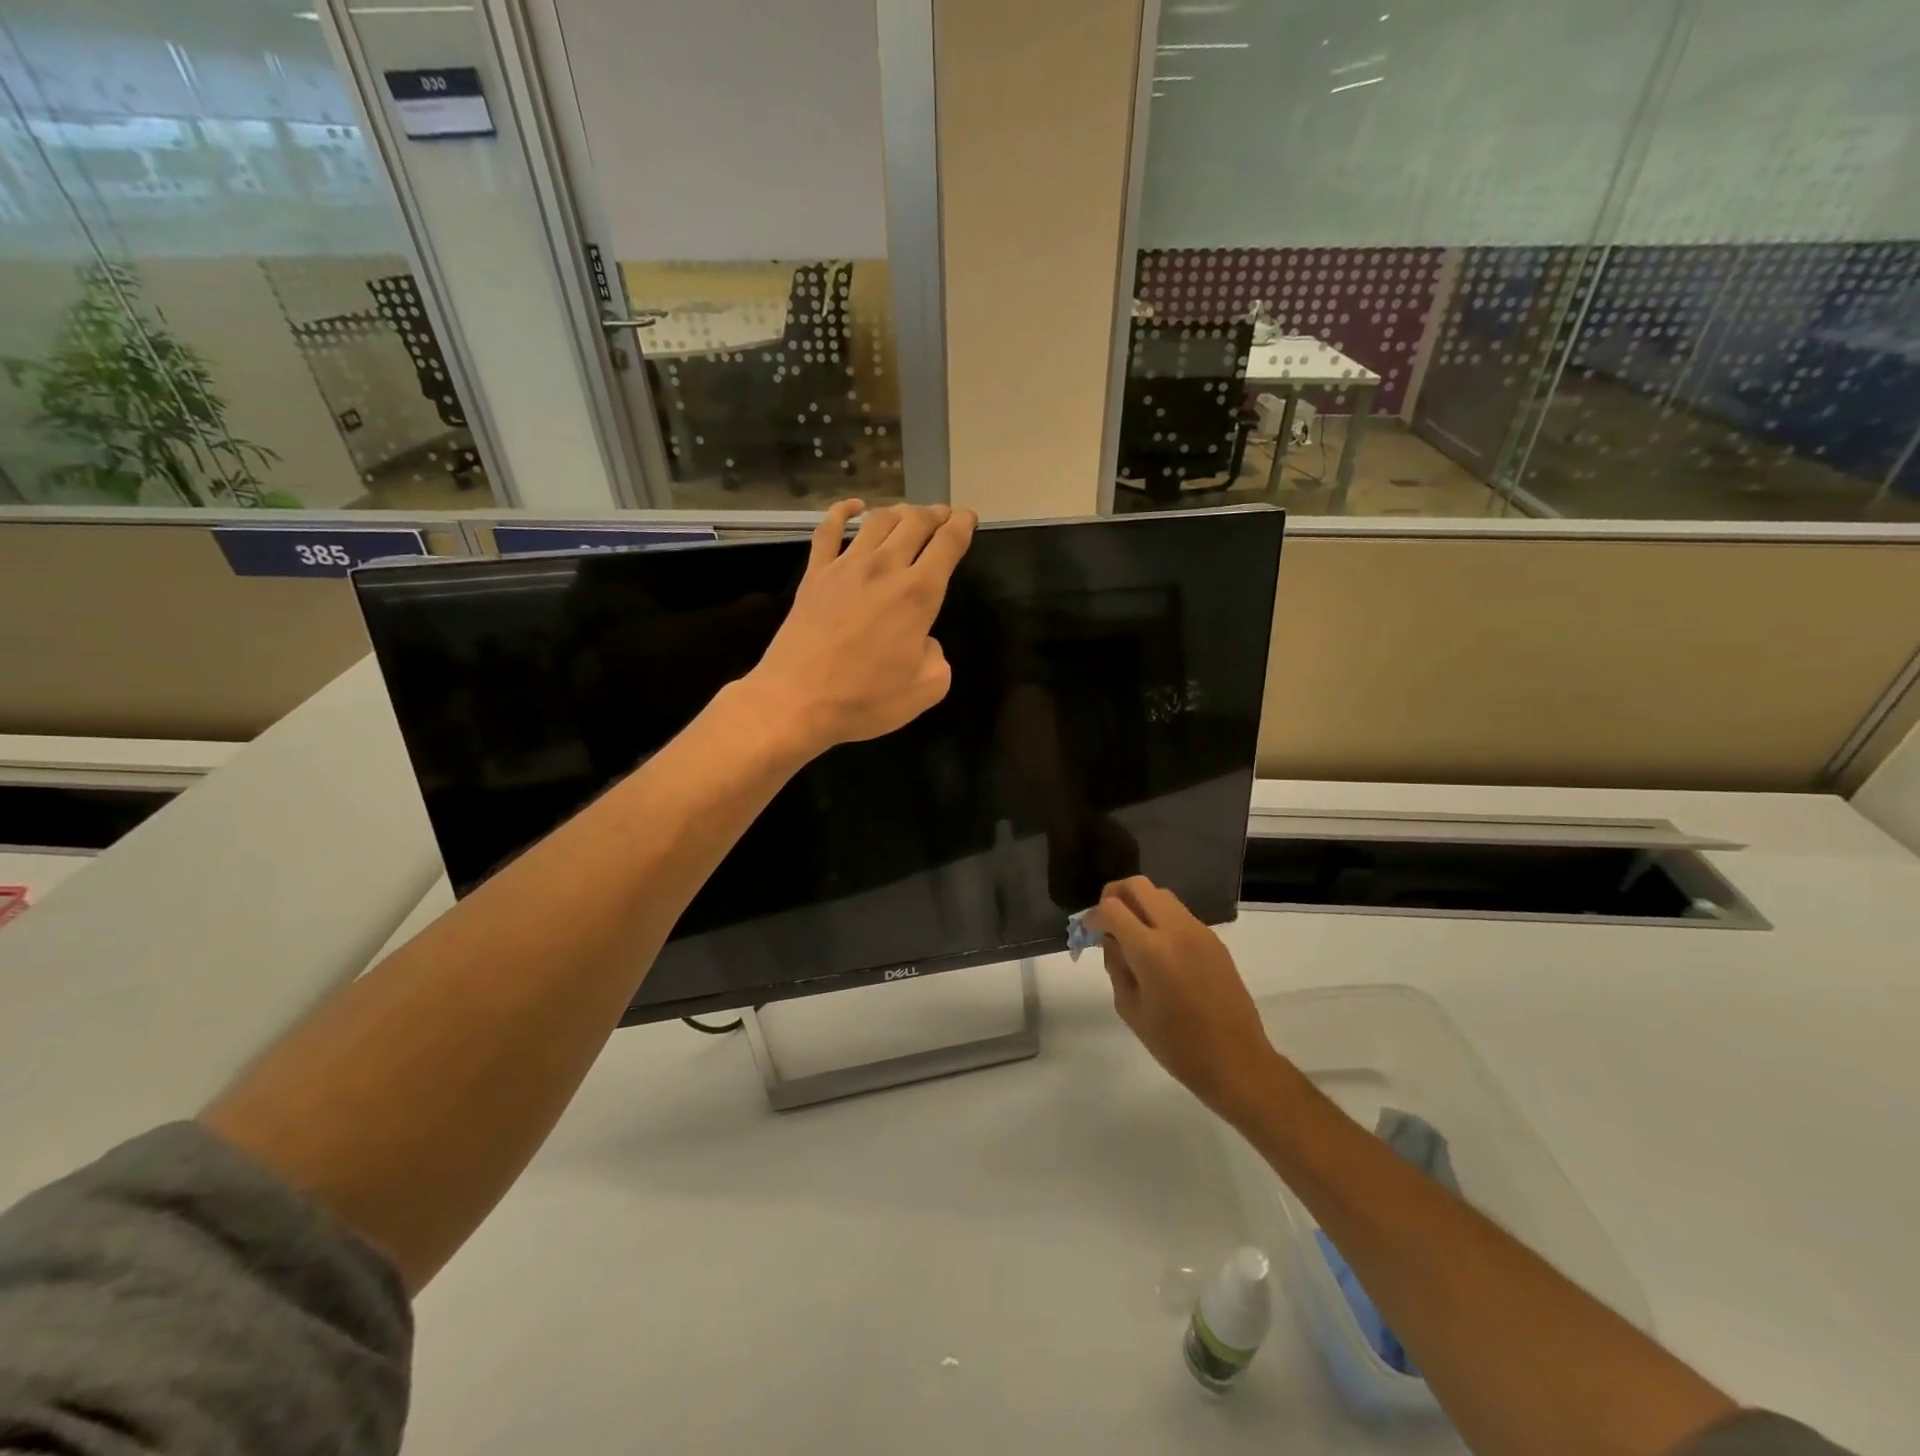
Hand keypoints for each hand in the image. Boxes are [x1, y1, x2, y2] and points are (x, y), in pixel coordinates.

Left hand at [743, 499, 976, 757]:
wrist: (797, 701)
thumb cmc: (866, 700)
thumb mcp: (926, 689)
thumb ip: (937, 657)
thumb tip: (924, 641)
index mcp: (918, 594)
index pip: (948, 544)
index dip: (963, 525)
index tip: (968, 518)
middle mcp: (885, 568)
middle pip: (915, 522)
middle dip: (935, 514)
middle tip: (943, 516)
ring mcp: (845, 567)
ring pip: (878, 520)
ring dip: (899, 511)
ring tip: (909, 514)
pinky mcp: (815, 575)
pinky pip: (829, 530)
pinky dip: (843, 511)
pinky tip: (854, 507)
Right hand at [1085, 877, 1282, 1120]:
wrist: (1237, 1061)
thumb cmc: (1177, 1045)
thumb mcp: (1130, 1009)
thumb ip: (1116, 966)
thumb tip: (1111, 940)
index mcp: (1151, 950)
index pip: (1112, 908)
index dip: (1094, 916)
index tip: (1088, 931)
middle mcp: (1176, 930)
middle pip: (1139, 886)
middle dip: (1115, 895)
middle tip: (1106, 920)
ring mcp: (1199, 932)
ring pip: (1161, 895)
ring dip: (1140, 904)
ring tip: (1131, 933)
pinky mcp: (1214, 940)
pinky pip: (1180, 914)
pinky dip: (1161, 918)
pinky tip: (1158, 948)